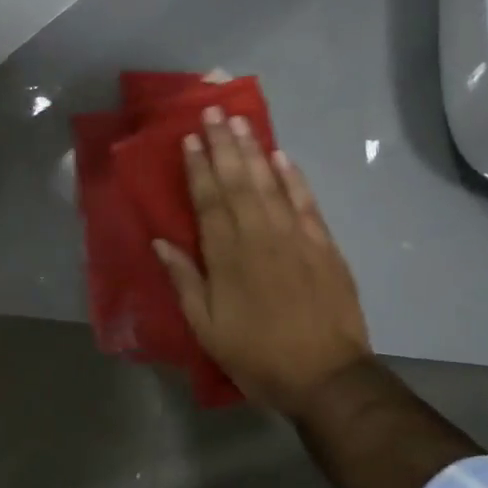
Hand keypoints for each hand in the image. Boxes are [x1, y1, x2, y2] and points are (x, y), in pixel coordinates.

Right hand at [154, 109, 371, 413]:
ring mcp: (295, 236)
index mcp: (227, 256)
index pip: (208, 200)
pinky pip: (305, 201)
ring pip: (269, 183)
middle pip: (238, 181)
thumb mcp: (207, 328)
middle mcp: (259, 235)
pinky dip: (293, 177)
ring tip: (241, 121)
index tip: (189, 138)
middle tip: (213, 111)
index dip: (198, 168)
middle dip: (223, 145)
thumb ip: (185, 281)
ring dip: (254, 150)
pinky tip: (282, 157)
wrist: (326, 375)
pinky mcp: (323, 244)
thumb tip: (161, 241)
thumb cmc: (258, 355)